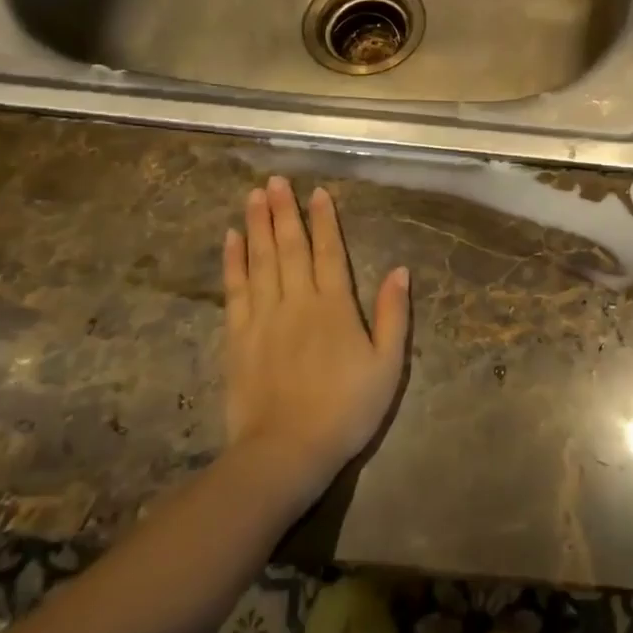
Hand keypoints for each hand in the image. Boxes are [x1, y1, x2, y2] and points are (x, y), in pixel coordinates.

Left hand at [222, 177, 410, 497]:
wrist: (286, 452)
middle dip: (284, 211)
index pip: (330, 251)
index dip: (324, 220)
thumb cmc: (346, 410)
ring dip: (257, 225)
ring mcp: (264, 317)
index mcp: (335, 306)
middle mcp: (298, 301)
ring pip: (260, 260)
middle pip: (290, 247)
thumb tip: (400, 270)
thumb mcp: (387, 366)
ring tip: (254, 195)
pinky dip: (233, 261)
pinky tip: (231, 239)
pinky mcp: (238, 337)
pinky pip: (235, 289)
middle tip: (276, 180)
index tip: (317, 192)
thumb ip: (393, 315)